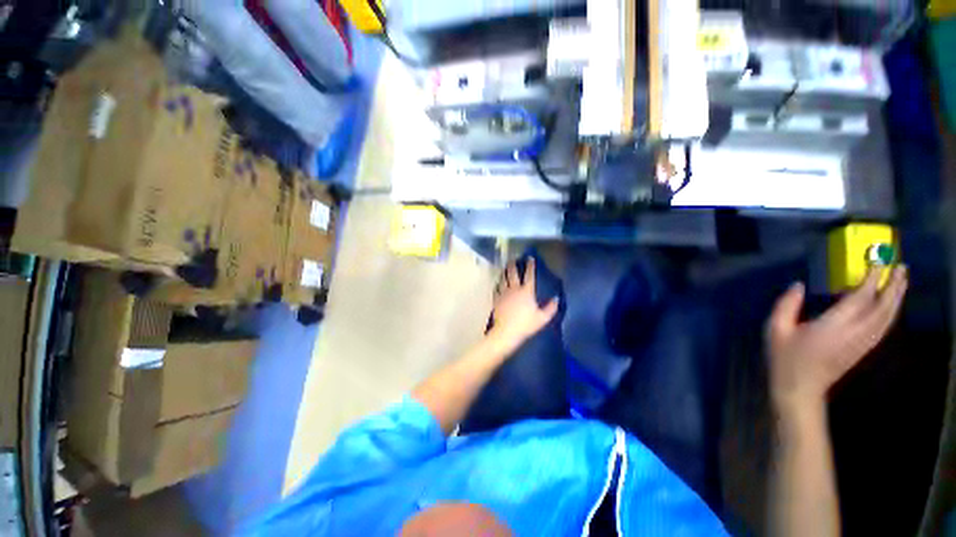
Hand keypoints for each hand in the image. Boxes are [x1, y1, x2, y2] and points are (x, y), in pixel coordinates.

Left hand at [490, 258, 558, 349]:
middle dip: (513, 265)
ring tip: (505, 268)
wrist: (506, 332)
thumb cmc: (526, 325)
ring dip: (504, 272)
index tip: (530, 258)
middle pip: (513, 273)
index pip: (529, 275)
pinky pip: (496, 289)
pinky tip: (498, 283)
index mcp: (526, 291)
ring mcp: (503, 293)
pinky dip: (497, 284)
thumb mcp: (542, 318)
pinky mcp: (496, 300)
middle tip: (512, 259)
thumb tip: (556, 299)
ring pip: (503, 279)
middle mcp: (514, 289)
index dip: (530, 266)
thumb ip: (550, 308)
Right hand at [767, 266, 907, 413]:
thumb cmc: (785, 357)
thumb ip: (786, 305)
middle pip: (882, 307)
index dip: (871, 278)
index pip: (860, 298)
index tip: (877, 260)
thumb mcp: (776, 329)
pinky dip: (891, 312)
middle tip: (901, 265)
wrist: (800, 388)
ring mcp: (862, 343)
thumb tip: (798, 285)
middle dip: (894, 286)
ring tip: (902, 280)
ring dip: (897, 298)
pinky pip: (884, 327)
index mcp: (833, 326)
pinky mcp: (864, 349)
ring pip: (887, 317)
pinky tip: (891, 305)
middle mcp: (855, 333)